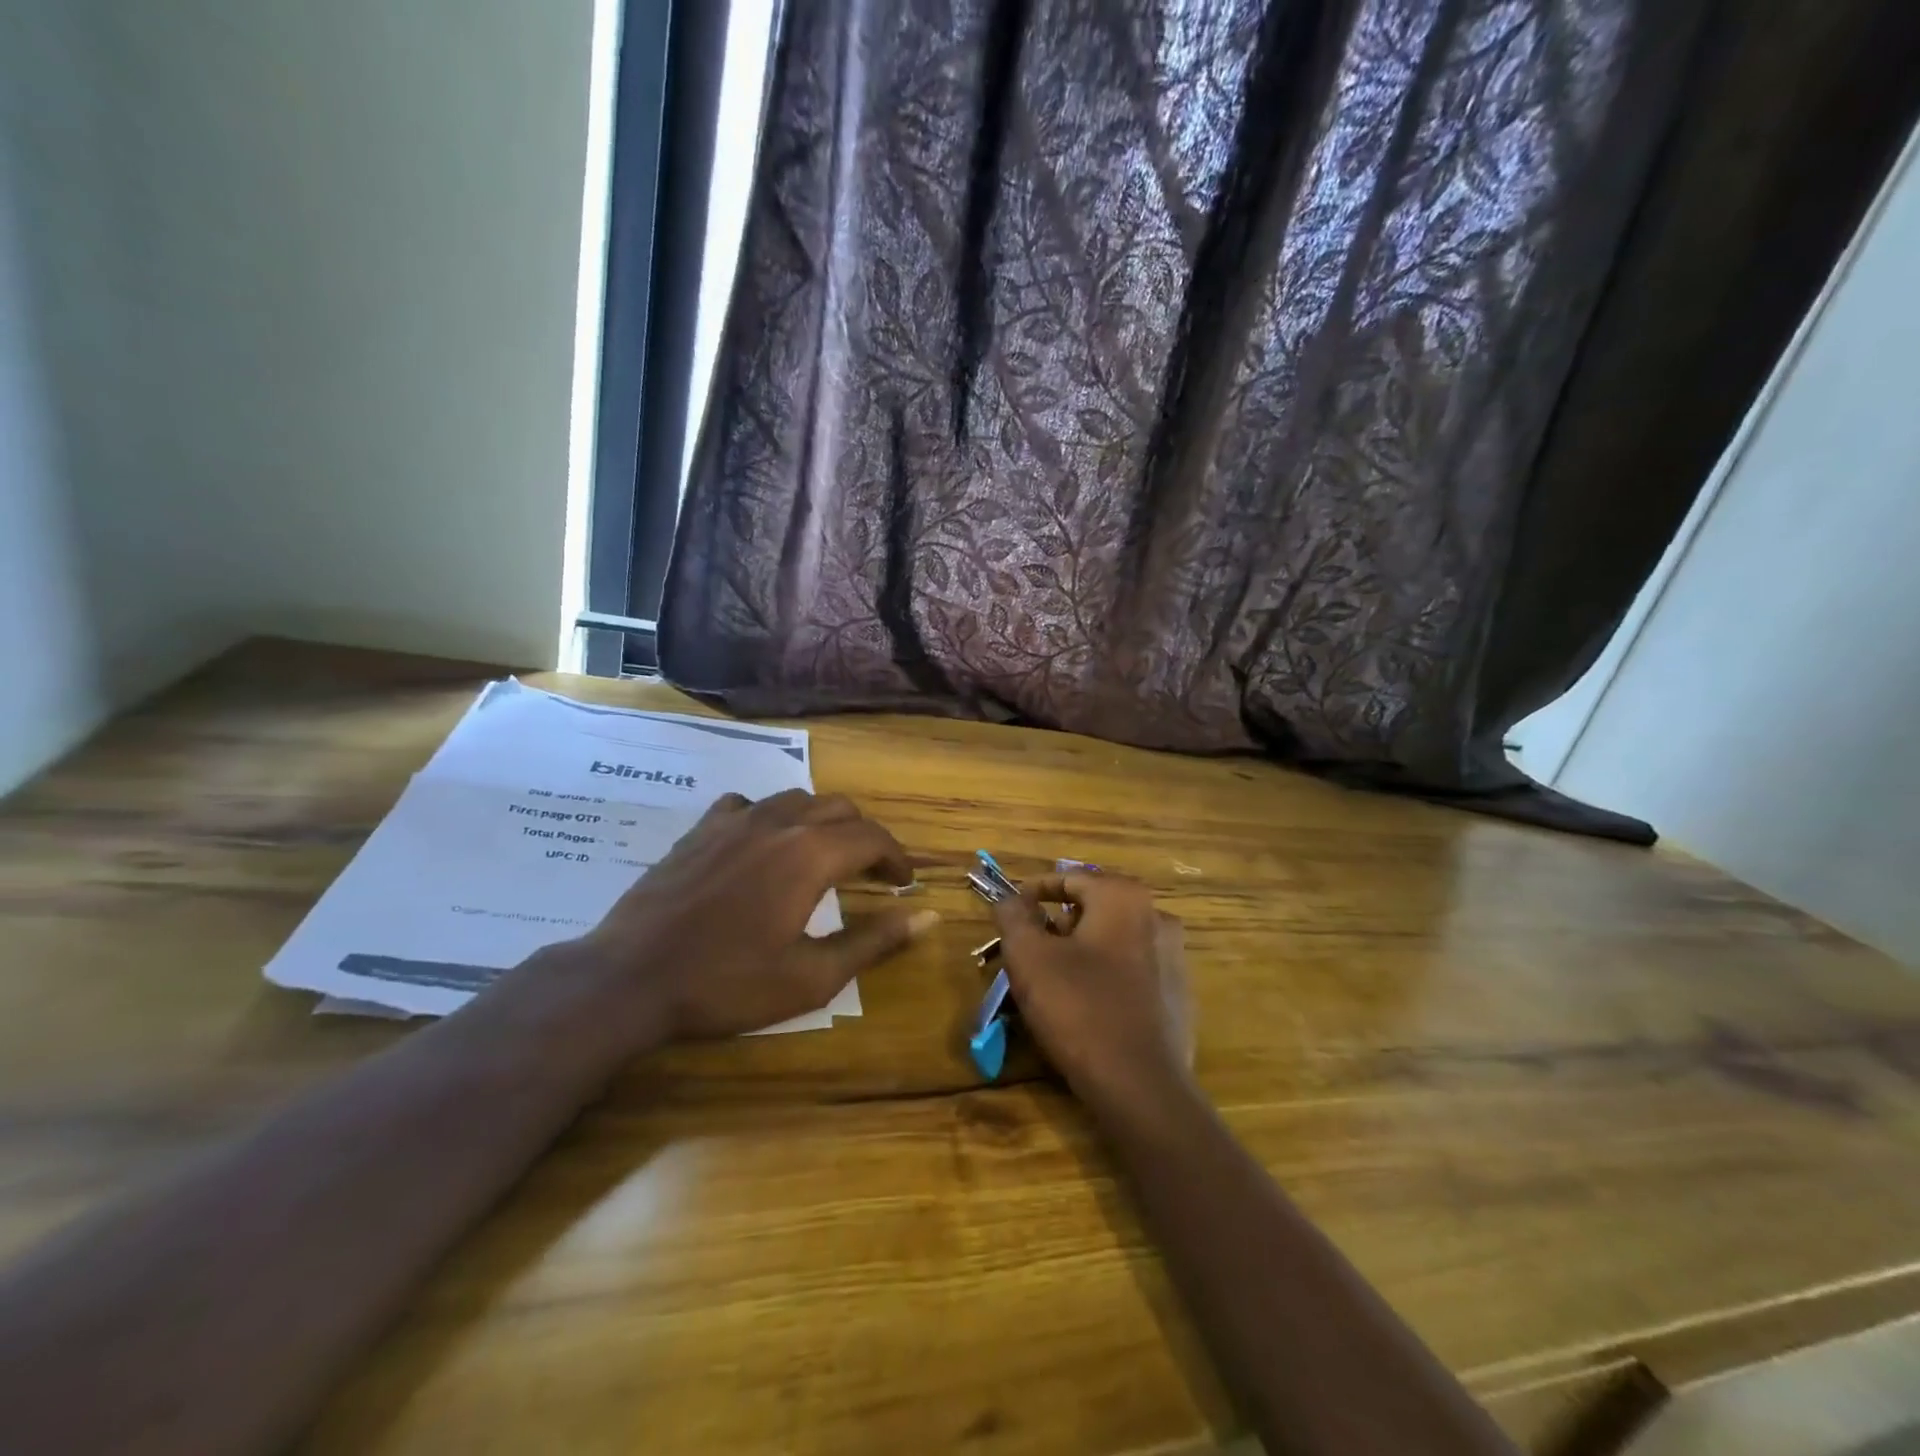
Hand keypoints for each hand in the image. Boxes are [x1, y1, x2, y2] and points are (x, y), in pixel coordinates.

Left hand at [537, 790, 937, 1050]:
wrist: (630, 978)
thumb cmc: (727, 983)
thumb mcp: (812, 976)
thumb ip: (874, 941)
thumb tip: (929, 917)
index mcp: (811, 854)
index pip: (873, 838)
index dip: (896, 858)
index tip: (905, 884)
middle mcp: (779, 822)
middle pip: (840, 809)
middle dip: (866, 838)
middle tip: (872, 874)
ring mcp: (735, 819)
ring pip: (797, 799)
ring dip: (823, 822)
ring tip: (825, 856)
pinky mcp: (701, 829)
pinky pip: (748, 804)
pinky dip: (771, 817)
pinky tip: (762, 845)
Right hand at [991, 873, 1193, 1113]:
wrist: (1142, 1086)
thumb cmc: (1079, 1008)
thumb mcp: (1029, 957)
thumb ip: (1014, 916)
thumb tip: (1010, 899)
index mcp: (1123, 897)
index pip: (1069, 878)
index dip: (1033, 892)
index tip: (1010, 913)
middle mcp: (1156, 915)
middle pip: (1093, 907)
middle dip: (1057, 923)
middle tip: (1028, 948)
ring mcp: (1174, 956)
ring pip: (1113, 939)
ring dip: (1081, 949)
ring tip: (1052, 978)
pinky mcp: (1178, 994)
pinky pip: (1132, 970)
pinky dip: (1106, 974)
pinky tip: (1086, 1005)